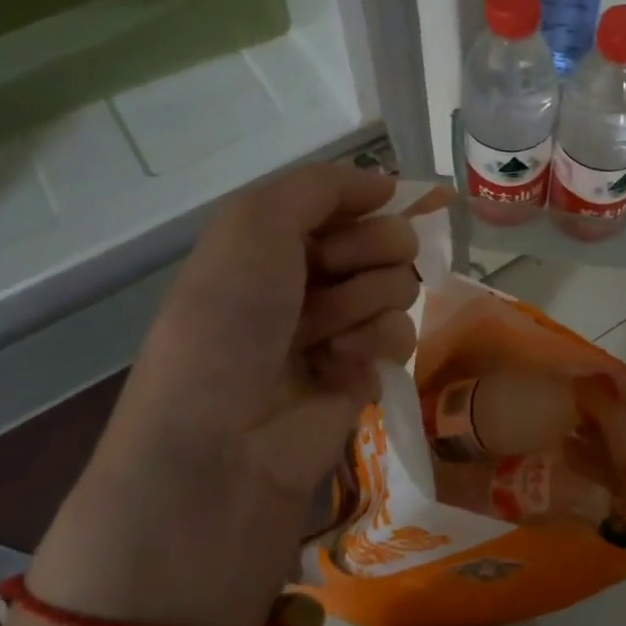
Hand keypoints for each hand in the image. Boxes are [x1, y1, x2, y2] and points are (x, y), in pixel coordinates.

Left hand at [100, 162, 418, 500]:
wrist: (223, 441)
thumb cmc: (230, 320)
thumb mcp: (253, 224)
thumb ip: (320, 185)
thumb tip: (385, 184)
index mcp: (272, 241)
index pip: (347, 201)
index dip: (364, 204)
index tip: (370, 212)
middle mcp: (306, 278)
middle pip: (382, 240)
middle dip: (370, 253)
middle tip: (339, 277)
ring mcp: (336, 327)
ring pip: (397, 286)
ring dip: (369, 303)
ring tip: (328, 335)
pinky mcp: (362, 372)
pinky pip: (402, 335)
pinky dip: (377, 345)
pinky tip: (343, 367)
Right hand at [574, 375, 625, 485]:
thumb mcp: (619, 418)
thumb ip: (597, 398)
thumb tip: (577, 379)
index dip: (612, 388)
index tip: (585, 385)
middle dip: (599, 419)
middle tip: (572, 411)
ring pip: (619, 449)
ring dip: (592, 441)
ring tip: (563, 434)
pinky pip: (614, 471)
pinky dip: (592, 463)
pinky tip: (567, 456)